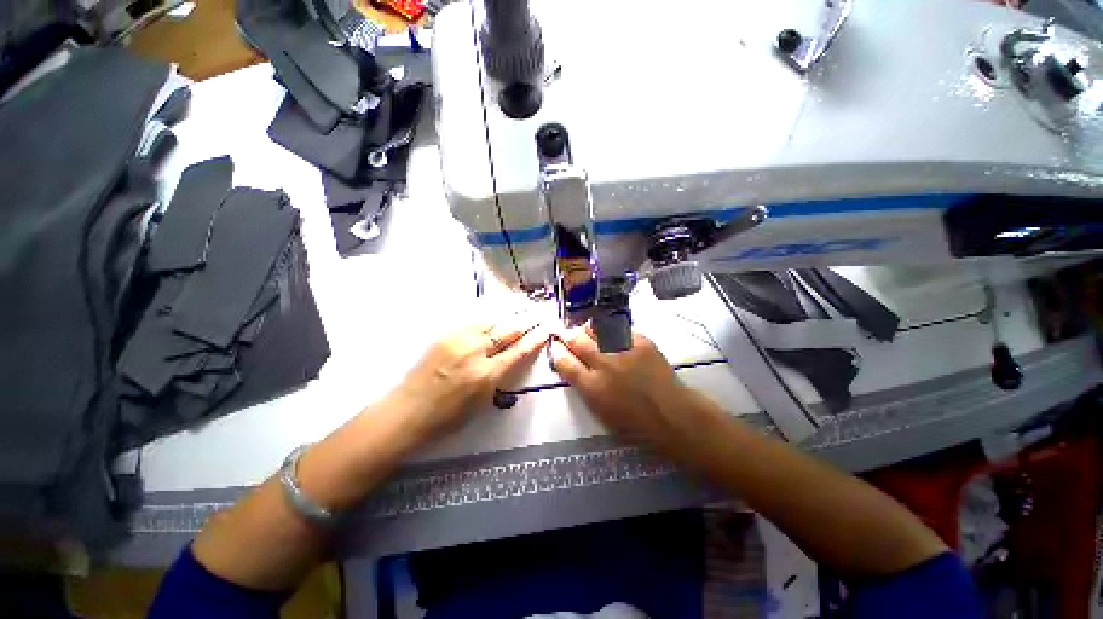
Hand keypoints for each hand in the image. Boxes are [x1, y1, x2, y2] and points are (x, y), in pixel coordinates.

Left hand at [387, 319, 545, 443]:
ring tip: (524, 306)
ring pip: (492, 320)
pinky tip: (498, 311)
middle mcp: (475, 352)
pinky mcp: (446, 334)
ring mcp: (459, 340)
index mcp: (487, 375)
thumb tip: (514, 357)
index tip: (546, 330)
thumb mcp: (483, 403)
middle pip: (508, 330)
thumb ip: (501, 377)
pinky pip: (475, 320)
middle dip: (527, 321)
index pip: (519, 351)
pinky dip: (491, 316)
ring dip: (511, 314)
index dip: (535, 339)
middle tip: (540, 314)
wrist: (408, 411)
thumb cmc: (447, 417)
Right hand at [549, 326, 694, 451]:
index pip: (565, 362)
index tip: (554, 344)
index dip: (556, 350)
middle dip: (567, 334)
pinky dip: (610, 329)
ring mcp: (623, 350)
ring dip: (587, 329)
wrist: (672, 415)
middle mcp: (604, 364)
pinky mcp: (640, 341)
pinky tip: (609, 331)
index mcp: (592, 388)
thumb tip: (573, 367)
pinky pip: (618, 328)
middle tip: (565, 332)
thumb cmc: (635, 423)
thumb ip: (584, 387)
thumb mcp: (601, 412)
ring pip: (595, 328)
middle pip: (577, 341)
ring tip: (587, 330)